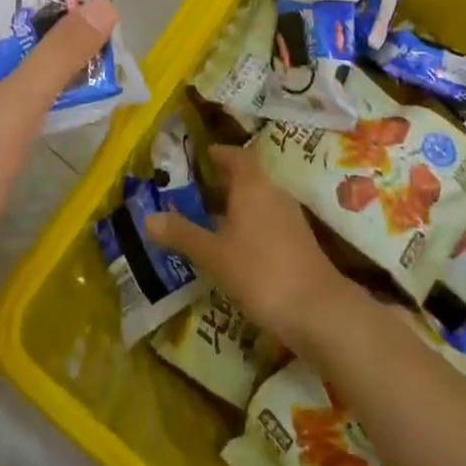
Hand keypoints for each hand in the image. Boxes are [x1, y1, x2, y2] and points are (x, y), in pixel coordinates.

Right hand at [145, 142, 354, 354]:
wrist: (318, 311)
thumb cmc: (260, 272)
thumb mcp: (213, 255)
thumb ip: (182, 234)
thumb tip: (147, 218)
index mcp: (252, 185)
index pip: (236, 156)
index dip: (220, 154)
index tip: (203, 156)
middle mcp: (274, 193)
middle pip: (249, 177)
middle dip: (225, 181)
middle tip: (199, 189)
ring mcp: (291, 218)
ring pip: (261, 200)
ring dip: (239, 205)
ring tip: (213, 219)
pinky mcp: (301, 242)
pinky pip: (270, 221)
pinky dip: (252, 225)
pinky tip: (239, 248)